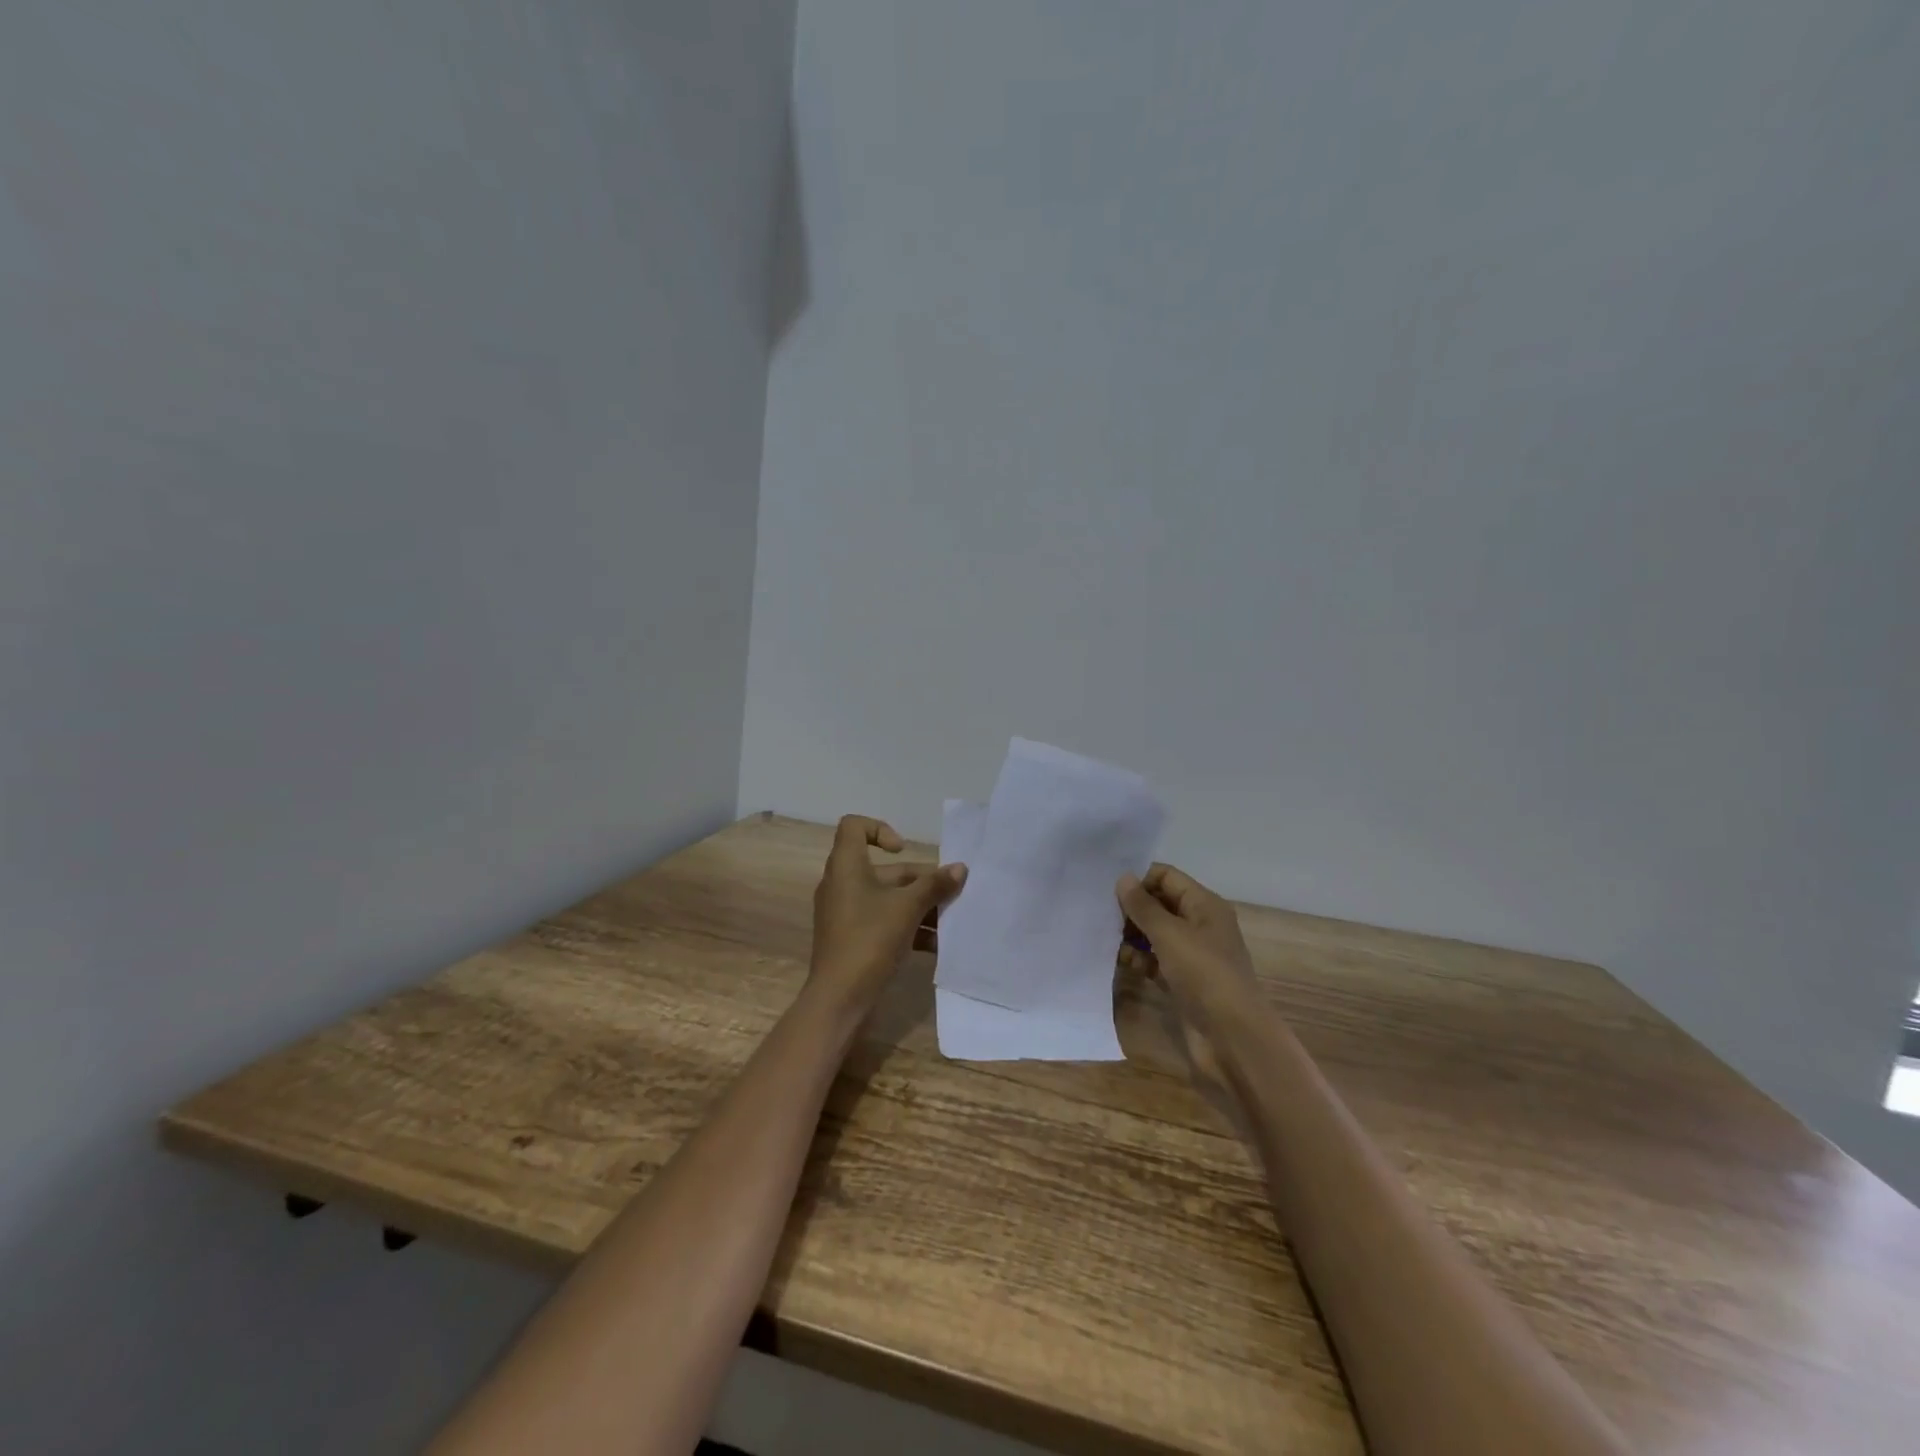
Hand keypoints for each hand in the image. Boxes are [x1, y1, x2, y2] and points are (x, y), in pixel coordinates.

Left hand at [810, 815, 966, 1012]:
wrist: (839, 1000)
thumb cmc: (869, 940)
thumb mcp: (907, 909)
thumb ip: (934, 885)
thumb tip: (960, 868)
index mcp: (846, 866)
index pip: (854, 826)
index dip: (880, 829)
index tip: (904, 850)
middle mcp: (842, 884)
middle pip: (884, 869)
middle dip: (919, 880)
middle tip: (950, 893)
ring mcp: (846, 913)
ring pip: (887, 898)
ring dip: (919, 905)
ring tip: (950, 921)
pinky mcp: (853, 938)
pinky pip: (883, 921)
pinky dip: (908, 926)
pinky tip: (936, 944)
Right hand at [1115, 863, 1257, 1034]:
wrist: (1232, 1037)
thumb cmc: (1204, 974)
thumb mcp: (1170, 934)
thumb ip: (1143, 906)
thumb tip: (1123, 878)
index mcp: (1205, 905)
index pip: (1167, 877)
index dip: (1140, 879)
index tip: (1109, 890)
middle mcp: (1200, 925)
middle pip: (1160, 904)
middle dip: (1133, 908)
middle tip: (1102, 915)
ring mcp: (1192, 954)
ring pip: (1156, 933)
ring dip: (1133, 934)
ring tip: (1108, 938)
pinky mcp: (1183, 980)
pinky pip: (1156, 959)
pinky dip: (1140, 958)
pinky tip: (1123, 962)